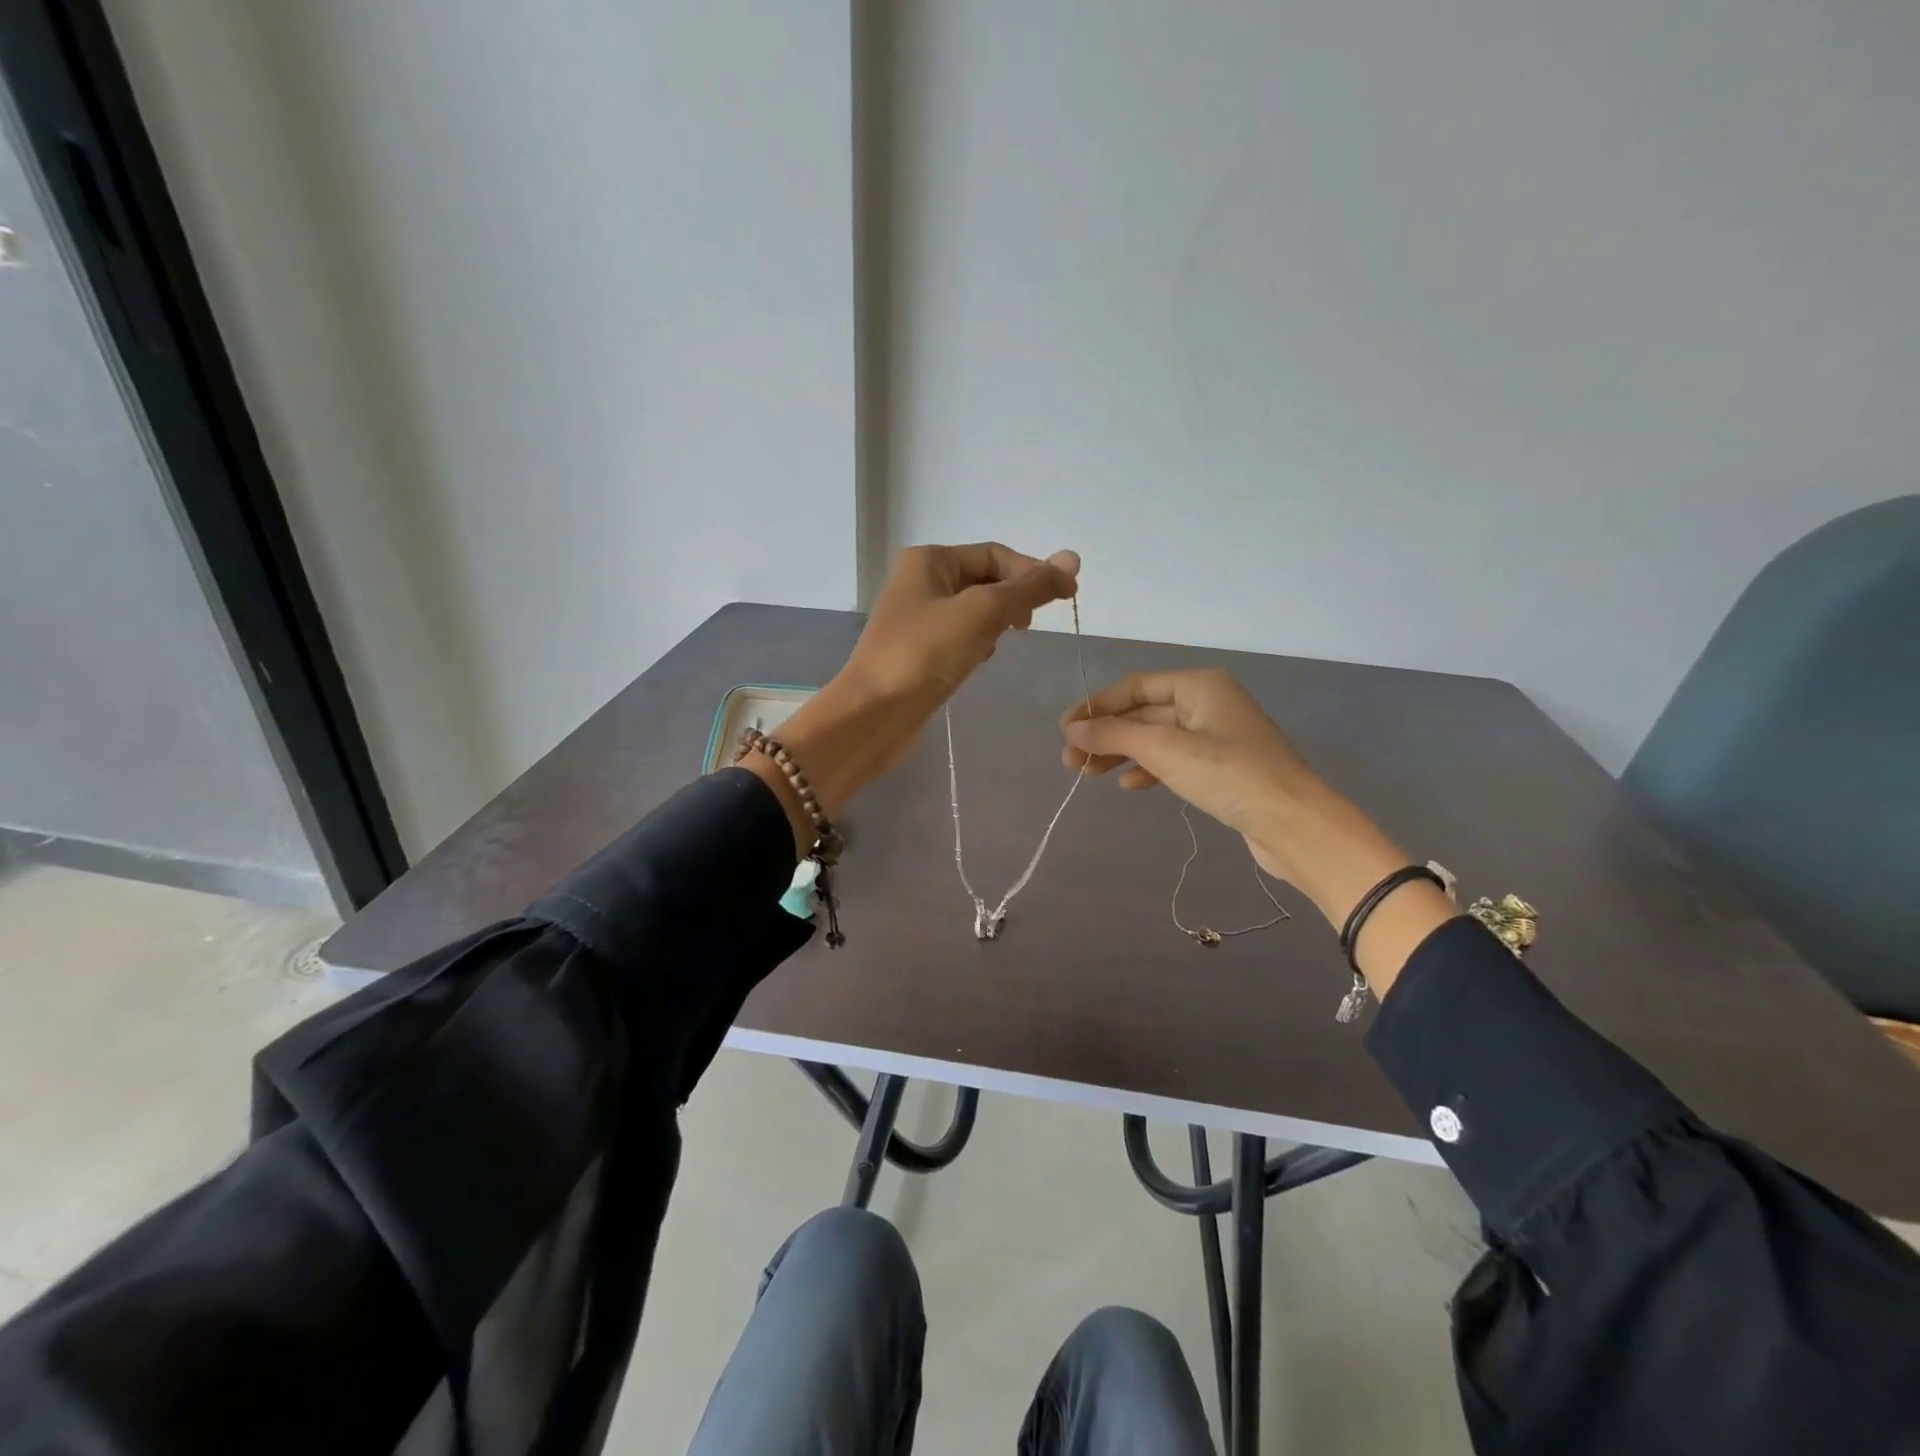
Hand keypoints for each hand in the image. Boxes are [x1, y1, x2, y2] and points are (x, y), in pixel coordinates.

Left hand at [843, 543, 1080, 709]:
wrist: (873, 714)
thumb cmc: (924, 655)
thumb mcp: (982, 612)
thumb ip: (1029, 587)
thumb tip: (1072, 558)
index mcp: (930, 560)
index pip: (996, 555)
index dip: (1034, 572)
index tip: (1068, 598)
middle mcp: (921, 581)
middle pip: (986, 580)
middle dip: (1013, 600)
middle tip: (1029, 627)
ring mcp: (919, 619)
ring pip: (976, 611)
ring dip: (995, 625)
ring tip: (996, 645)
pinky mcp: (920, 651)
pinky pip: (962, 637)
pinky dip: (977, 646)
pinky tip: (976, 664)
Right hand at [1060, 668, 1453, 990]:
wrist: (1295, 824)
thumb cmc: (1229, 775)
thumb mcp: (1165, 750)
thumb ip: (1115, 736)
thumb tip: (1072, 729)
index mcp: (1199, 685)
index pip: (1135, 686)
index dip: (1096, 706)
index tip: (1064, 731)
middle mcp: (1208, 702)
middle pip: (1144, 713)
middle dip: (1106, 735)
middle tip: (1070, 763)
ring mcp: (1217, 736)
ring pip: (1156, 738)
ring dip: (1122, 754)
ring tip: (1090, 775)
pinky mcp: (1222, 767)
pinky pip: (1174, 759)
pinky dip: (1149, 769)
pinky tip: (1130, 786)